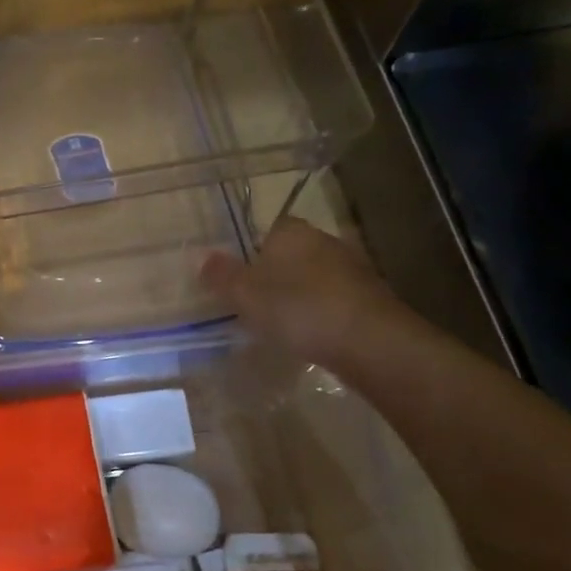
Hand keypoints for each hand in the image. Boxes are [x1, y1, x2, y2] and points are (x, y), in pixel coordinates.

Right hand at [201, 215, 408, 368]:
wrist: (369, 341)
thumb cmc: (298, 309)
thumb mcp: (245, 295)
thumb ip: (221, 275)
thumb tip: (200, 256)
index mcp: (292, 232)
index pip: (270, 229)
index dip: (253, 250)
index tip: (242, 278)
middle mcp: (324, 240)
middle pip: (293, 252)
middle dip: (276, 273)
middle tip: (256, 302)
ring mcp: (352, 268)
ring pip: (315, 275)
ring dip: (301, 293)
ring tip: (282, 323)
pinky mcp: (370, 296)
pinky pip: (335, 298)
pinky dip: (322, 311)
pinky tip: (312, 334)